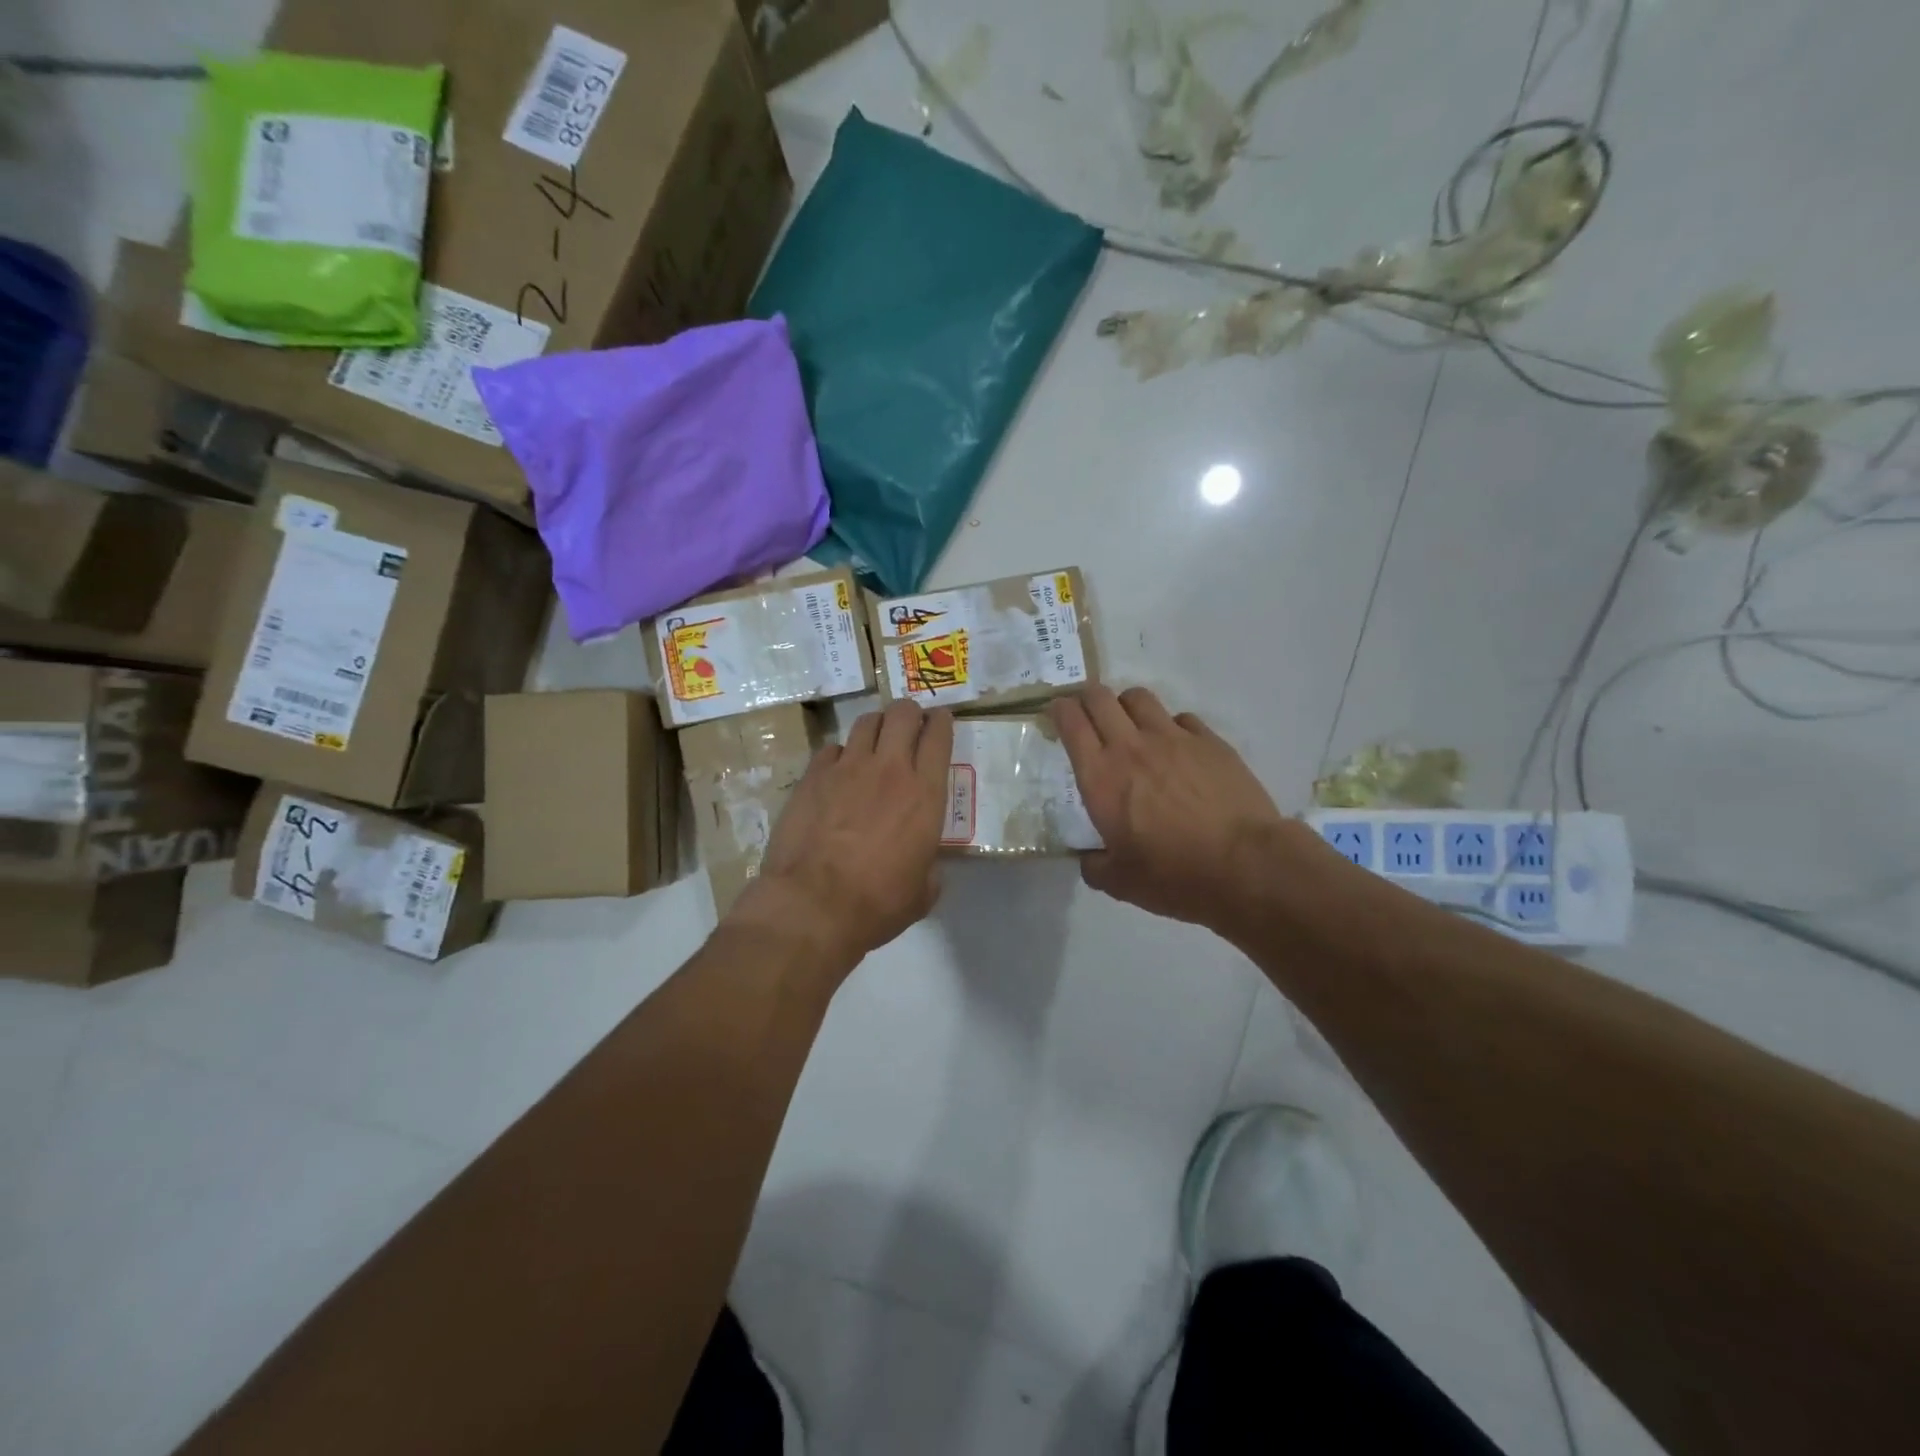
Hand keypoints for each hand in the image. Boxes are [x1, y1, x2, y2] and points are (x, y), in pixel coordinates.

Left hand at [731, 701, 953, 978]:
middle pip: (902, 714)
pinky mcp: (813, 776)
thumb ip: (929, 868)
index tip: (940, 720)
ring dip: (876, 726)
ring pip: (866, 722)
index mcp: (925, 794)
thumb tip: (926, 867)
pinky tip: (838, 770)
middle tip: (909, 726)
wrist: (813, 905)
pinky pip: (832, 749)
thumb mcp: (922, 892)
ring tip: (875, 740)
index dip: (941, 722)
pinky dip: (840, 754)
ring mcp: (847, 768)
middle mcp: (890, 769)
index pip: (939, 736)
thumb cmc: (877, 903)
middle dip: (909, 713)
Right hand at [1050, 686, 1291, 936]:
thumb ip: (1095, 865)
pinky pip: (1181, 717)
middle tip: (1088, 715)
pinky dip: (1170, 726)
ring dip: (1126, 706)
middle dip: (1088, 698)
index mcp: (1100, 777)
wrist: (1245, 866)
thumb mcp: (1121, 883)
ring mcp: (1173, 738)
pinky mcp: (1209, 741)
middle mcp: (1131, 747)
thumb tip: (1089, 858)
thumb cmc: (1174, 875)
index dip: (1059, 710)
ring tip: (1131, 725)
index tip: (1057, 713)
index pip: (1071, 722)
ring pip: (1139, 697)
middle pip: (1100, 697)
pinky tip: (1177, 748)